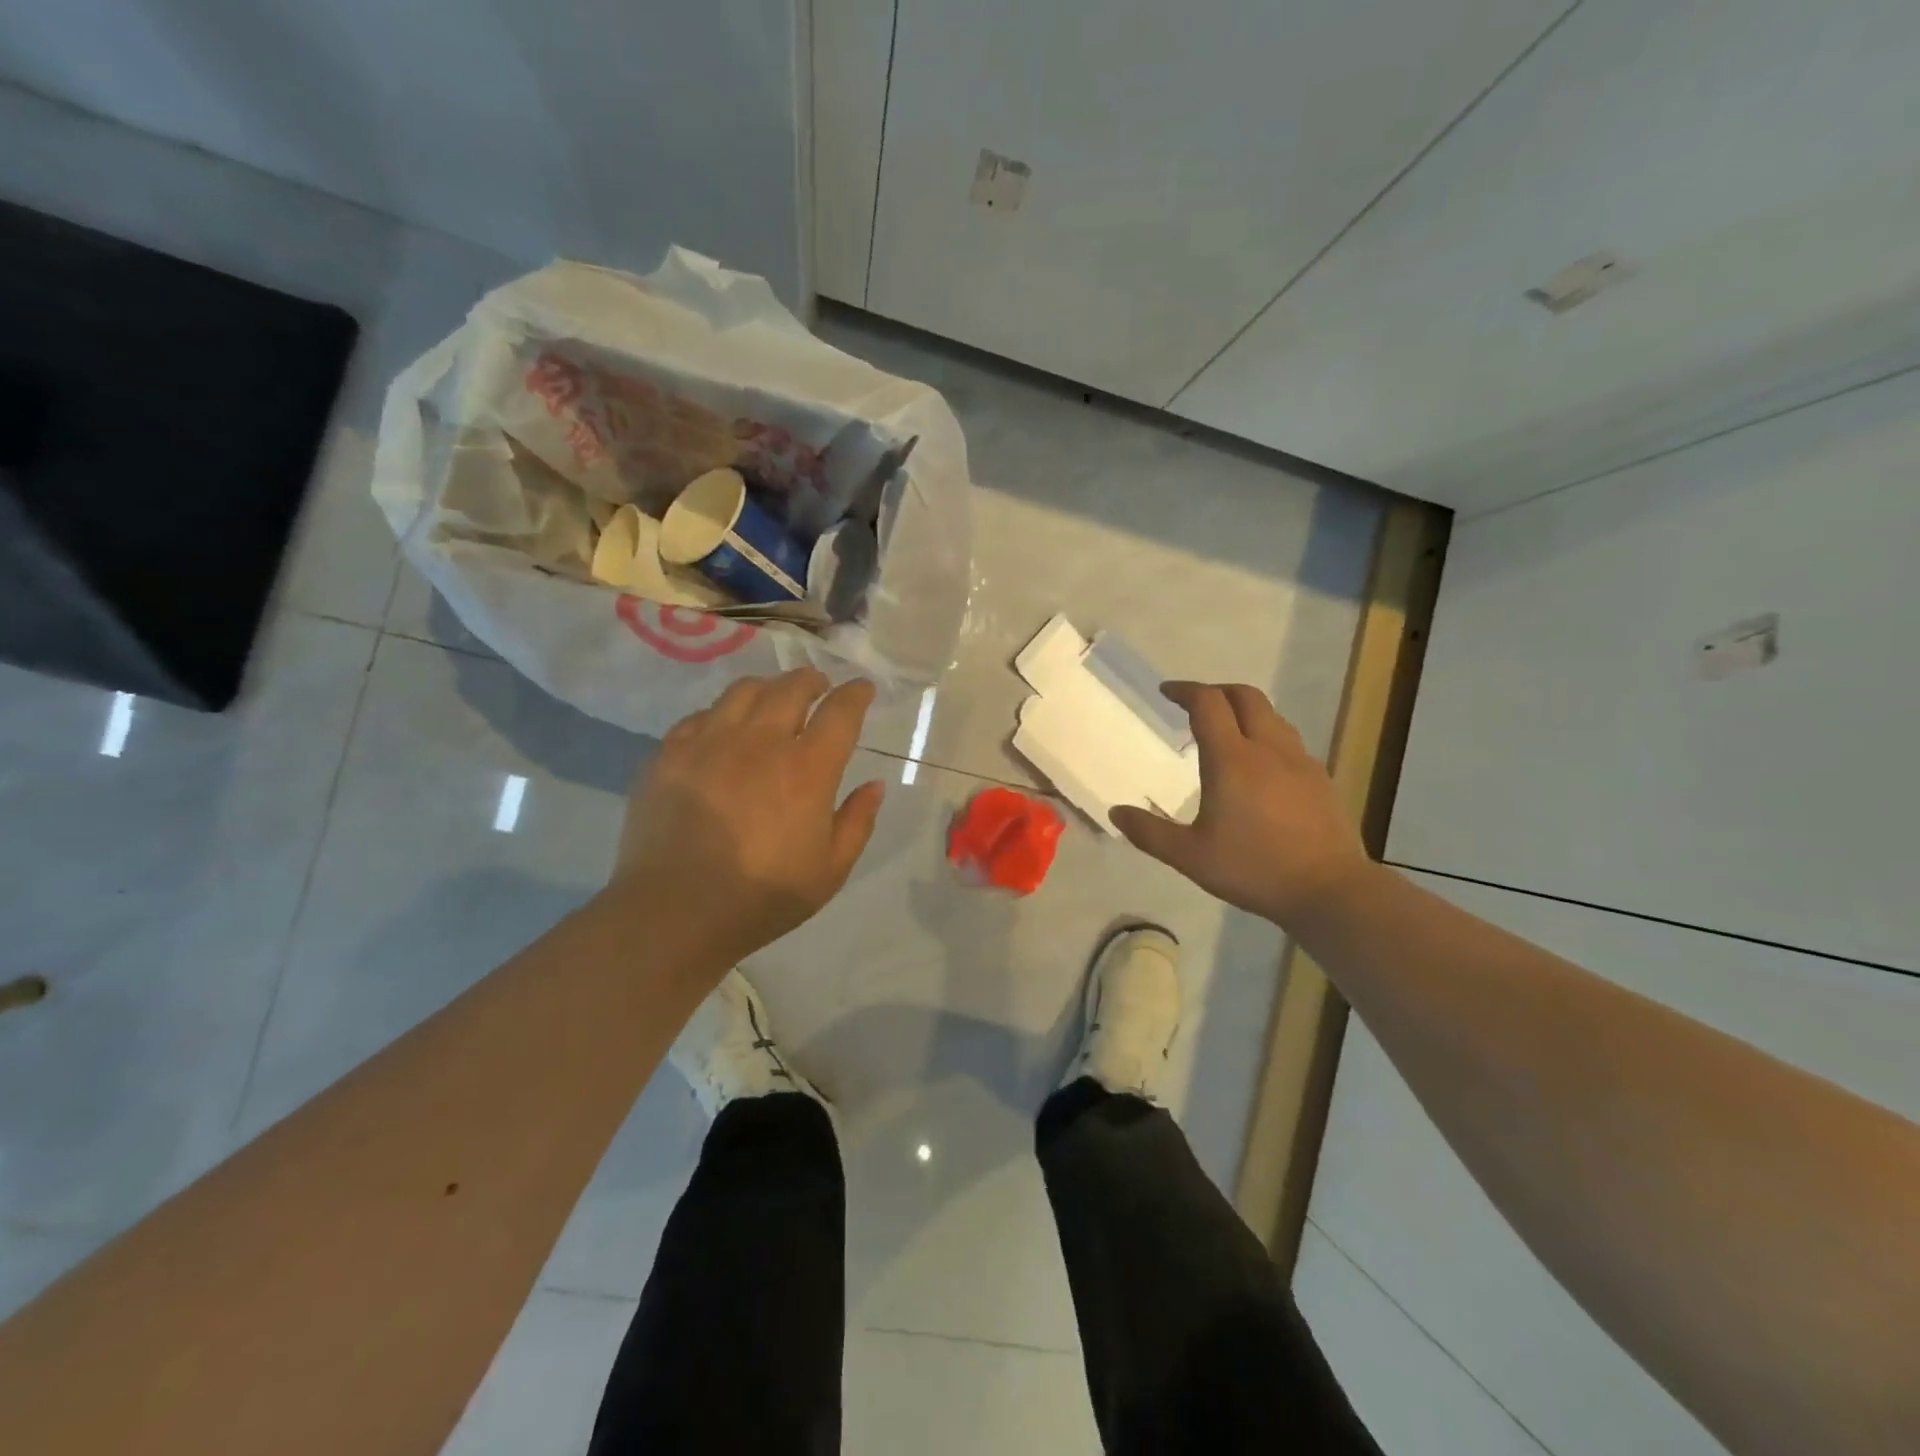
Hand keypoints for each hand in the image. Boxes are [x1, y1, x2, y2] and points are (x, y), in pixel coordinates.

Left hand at [607, 668, 884, 968]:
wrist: (675, 912)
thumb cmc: (762, 897)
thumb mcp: (830, 870)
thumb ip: (857, 822)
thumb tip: (875, 785)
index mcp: (807, 769)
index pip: (840, 712)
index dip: (856, 694)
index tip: (862, 689)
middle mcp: (761, 742)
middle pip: (791, 688)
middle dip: (812, 680)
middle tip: (819, 686)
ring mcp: (710, 742)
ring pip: (743, 691)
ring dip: (768, 687)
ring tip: (773, 697)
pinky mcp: (670, 754)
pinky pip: (700, 716)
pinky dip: (721, 713)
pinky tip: (723, 728)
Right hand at [1110, 682, 1372, 927]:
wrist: (1330, 890)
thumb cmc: (1254, 869)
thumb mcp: (1190, 857)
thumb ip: (1150, 833)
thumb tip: (1116, 812)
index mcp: (1232, 759)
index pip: (1208, 703)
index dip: (1185, 691)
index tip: (1166, 692)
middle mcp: (1267, 749)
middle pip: (1244, 696)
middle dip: (1216, 691)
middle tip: (1194, 704)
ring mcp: (1300, 761)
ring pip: (1271, 716)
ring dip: (1244, 710)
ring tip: (1226, 730)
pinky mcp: (1320, 778)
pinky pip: (1288, 740)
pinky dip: (1266, 735)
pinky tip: (1260, 766)